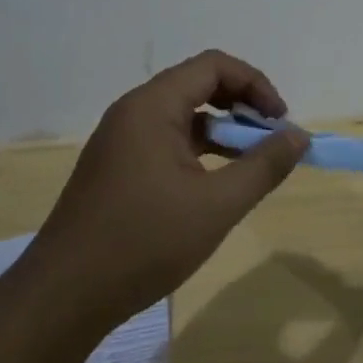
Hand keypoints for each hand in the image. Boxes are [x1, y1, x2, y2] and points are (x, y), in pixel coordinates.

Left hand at [22, 49, 308, 327]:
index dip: (254, 84)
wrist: (64, 296)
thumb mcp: (216, 206)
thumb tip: (298, 136)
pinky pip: (165, 139)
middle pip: (197, 84)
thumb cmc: (143, 243)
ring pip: (182, 114)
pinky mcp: (115, 166)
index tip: (280, 121)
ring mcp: (120, 139)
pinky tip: (214, 182)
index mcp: (152, 106)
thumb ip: (263, 166)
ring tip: (250, 162)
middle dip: (240, 104)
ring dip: (220, 129)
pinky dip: (197, 149)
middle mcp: (133, 111)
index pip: (213, 66)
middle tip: (270, 139)